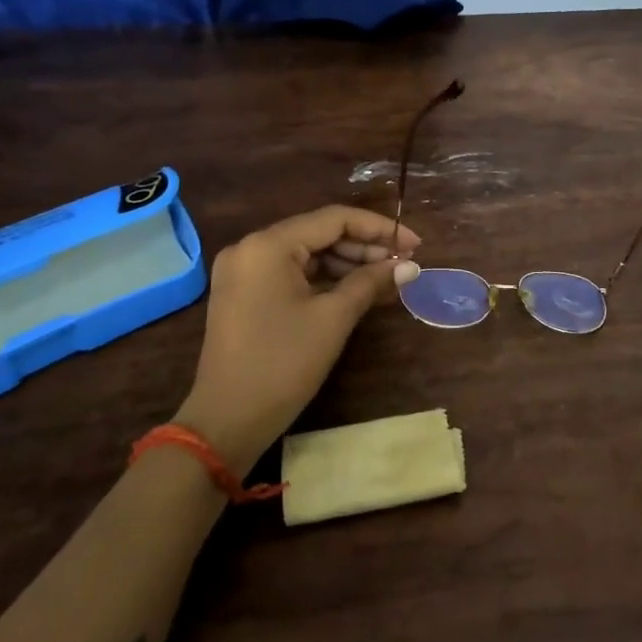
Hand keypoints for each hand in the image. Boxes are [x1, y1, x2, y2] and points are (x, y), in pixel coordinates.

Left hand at [175, 207, 422, 470]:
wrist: (226, 422)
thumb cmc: (282, 364)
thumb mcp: (333, 319)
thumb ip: (371, 282)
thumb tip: (411, 265)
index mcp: (268, 245)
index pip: (334, 219)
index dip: (379, 228)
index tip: (415, 244)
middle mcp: (251, 248)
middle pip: (319, 233)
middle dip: (364, 246)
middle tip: (404, 263)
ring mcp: (244, 272)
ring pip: (307, 254)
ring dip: (347, 263)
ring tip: (387, 278)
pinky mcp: (244, 294)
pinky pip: (291, 273)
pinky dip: (324, 279)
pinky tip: (357, 289)